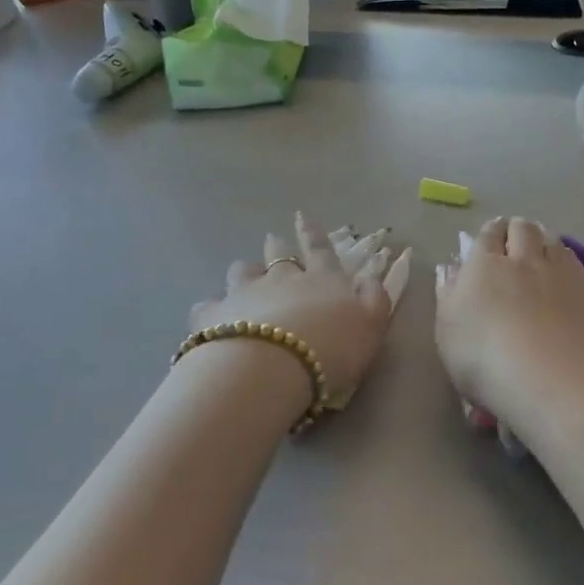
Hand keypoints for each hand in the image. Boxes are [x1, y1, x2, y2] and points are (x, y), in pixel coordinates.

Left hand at [191, 213, 409, 406]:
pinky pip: (209, 305)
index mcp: (322, 280)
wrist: (270, 368)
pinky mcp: (212, 316)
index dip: (313, 233)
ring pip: (241, 272)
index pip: (320, 250)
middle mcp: (281, 279)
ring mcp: (244, 294)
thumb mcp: (371, 325)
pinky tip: (212, 318)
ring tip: (243, 277)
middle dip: (277, 246)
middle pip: (277, 255)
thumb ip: (375, 299)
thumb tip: (370, 278)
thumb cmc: (330, 349)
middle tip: (273, 240)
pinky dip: (213, 309)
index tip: (303, 215)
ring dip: (244, 272)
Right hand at [435, 217, 583, 423]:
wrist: (549, 378)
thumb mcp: (447, 332)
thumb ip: (448, 295)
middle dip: (516, 229)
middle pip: (522, 228)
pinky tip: (566, 270)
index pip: (487, 235)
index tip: (490, 237)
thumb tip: (451, 268)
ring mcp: (558, 272)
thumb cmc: (484, 359)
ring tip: (542, 249)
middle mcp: (522, 258)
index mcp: (484, 265)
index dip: (489, 233)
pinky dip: (568, 259)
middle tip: (514, 240)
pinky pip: (576, 262)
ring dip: (544, 238)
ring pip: (552, 239)